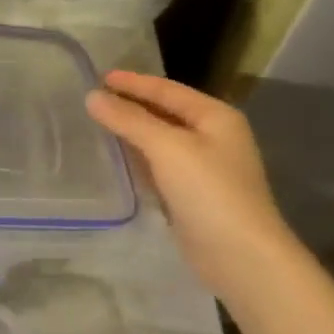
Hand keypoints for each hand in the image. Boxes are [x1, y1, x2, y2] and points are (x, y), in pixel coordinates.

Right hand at [86, 70, 301, 297]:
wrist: (240, 256)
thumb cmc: (209, 191)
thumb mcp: (167, 147)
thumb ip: (129, 120)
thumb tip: (93, 97)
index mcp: (215, 116)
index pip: (167, 90)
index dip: (133, 82)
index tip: (99, 76)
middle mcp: (213, 137)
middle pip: (165, 112)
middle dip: (131, 104)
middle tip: (95, 97)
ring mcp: (204, 168)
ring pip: (161, 140)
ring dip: (132, 131)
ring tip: (99, 122)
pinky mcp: (192, 195)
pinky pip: (160, 166)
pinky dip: (138, 158)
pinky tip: (117, 157)